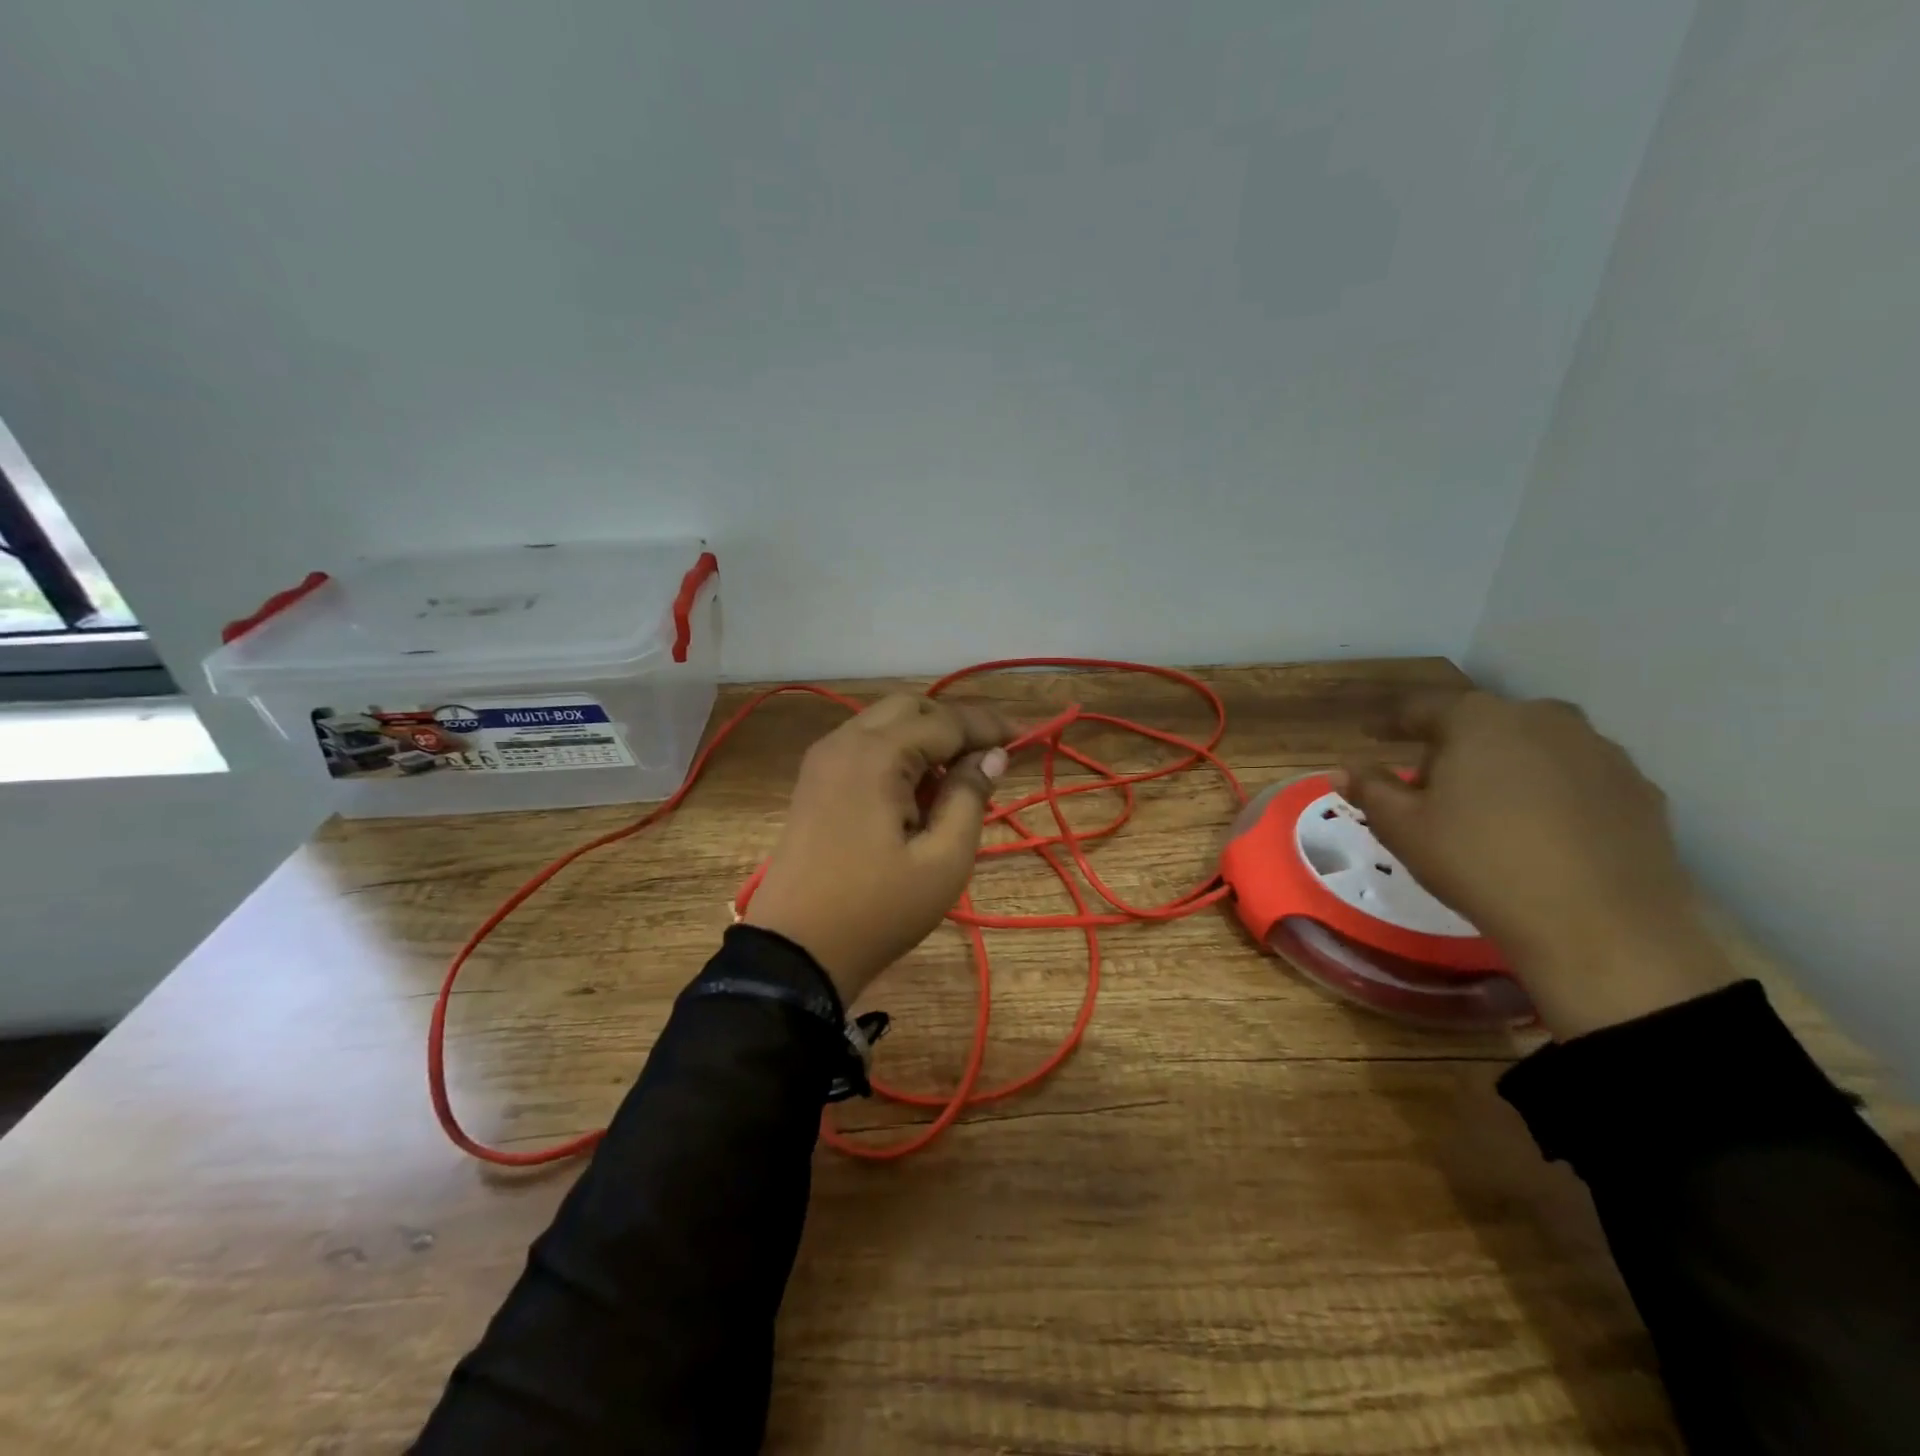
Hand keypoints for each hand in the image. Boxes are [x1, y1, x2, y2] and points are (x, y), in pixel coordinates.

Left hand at [742, 694, 1012, 1004]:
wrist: (795, 951)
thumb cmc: (877, 910)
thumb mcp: (943, 861)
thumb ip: (970, 798)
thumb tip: (992, 756)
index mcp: (876, 755)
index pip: (945, 722)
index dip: (989, 727)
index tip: (1025, 738)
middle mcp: (844, 742)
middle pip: (910, 707)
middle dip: (954, 724)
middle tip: (989, 758)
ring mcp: (823, 759)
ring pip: (884, 723)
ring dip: (924, 737)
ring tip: (956, 780)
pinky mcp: (813, 780)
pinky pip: (863, 746)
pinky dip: (896, 753)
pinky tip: (916, 792)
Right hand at [1344, 691, 1737, 1038]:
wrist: (1601, 924)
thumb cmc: (1479, 862)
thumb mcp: (1403, 828)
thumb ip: (1370, 789)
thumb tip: (1341, 769)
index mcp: (1478, 720)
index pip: (1421, 708)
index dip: (1391, 723)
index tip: (1373, 737)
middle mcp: (1543, 719)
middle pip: (1481, 723)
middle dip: (1452, 747)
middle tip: (1432, 786)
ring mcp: (1600, 751)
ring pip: (1534, 746)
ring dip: (1505, 766)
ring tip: (1489, 809)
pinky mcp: (1639, 789)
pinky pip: (1577, 777)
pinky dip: (1551, 792)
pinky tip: (1542, 831)